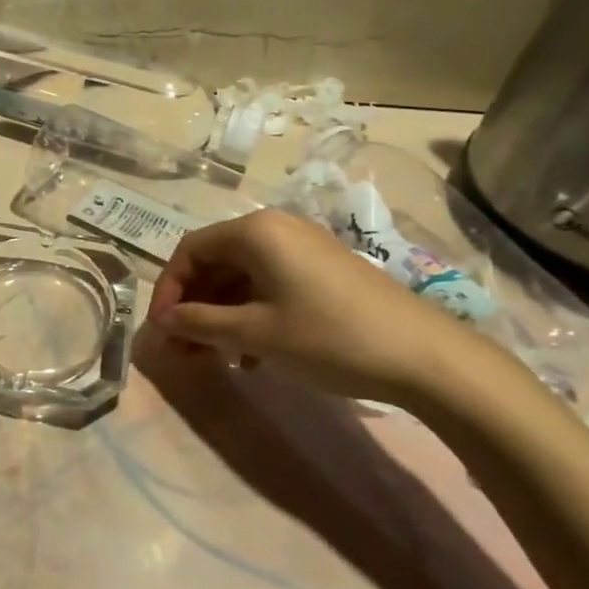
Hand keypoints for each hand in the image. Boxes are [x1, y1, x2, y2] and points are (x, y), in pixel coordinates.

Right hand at [146, 209, 479, 406]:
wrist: (426, 357)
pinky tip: (251, 356)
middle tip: (182, 350)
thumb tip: (162, 321)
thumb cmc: (329, 337)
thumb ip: (200, 323)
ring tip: (213, 359)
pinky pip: (269, 285)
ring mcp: (303, 249)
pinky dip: (250, 315)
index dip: (168, 290)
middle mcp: (276, 229)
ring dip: (219, 315)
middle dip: (193, 307)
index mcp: (255, 232)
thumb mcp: (256, 333)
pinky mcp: (323, 271)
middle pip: (215, 263)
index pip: (189, 251)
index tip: (162, 331)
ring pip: (241, 278)